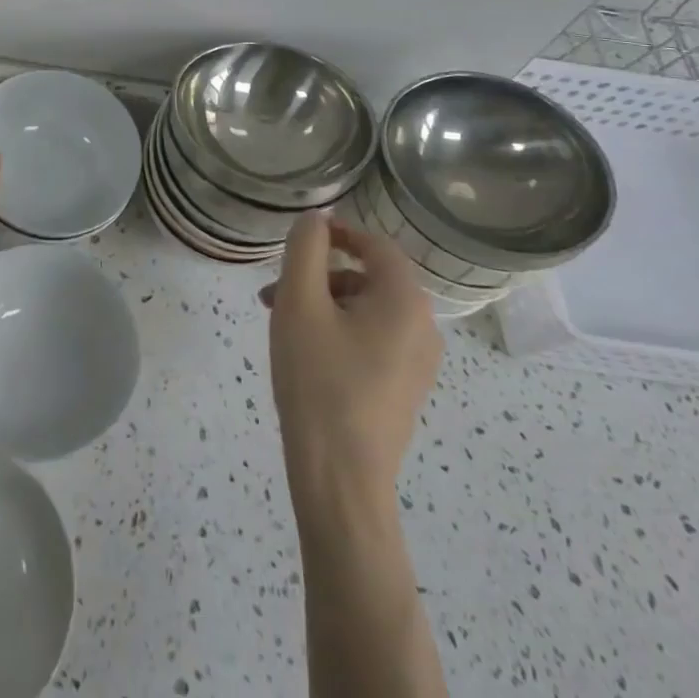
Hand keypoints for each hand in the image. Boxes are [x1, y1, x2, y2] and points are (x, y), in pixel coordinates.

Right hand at [264, 215, 441, 490]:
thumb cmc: (318, 380)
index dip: (337, 233)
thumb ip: (306, 249)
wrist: (340, 478)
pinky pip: (372, 340)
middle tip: (275, 290)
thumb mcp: (300, 302)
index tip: (299, 239)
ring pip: (366, 310)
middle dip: (318, 275)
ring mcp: (418, 363)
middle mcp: (424, 327)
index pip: (375, 244)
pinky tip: (304, 352)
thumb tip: (316, 219)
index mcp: (406, 301)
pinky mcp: (404, 389)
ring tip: (279, 323)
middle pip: (368, 278)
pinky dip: (337, 331)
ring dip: (323, 304)